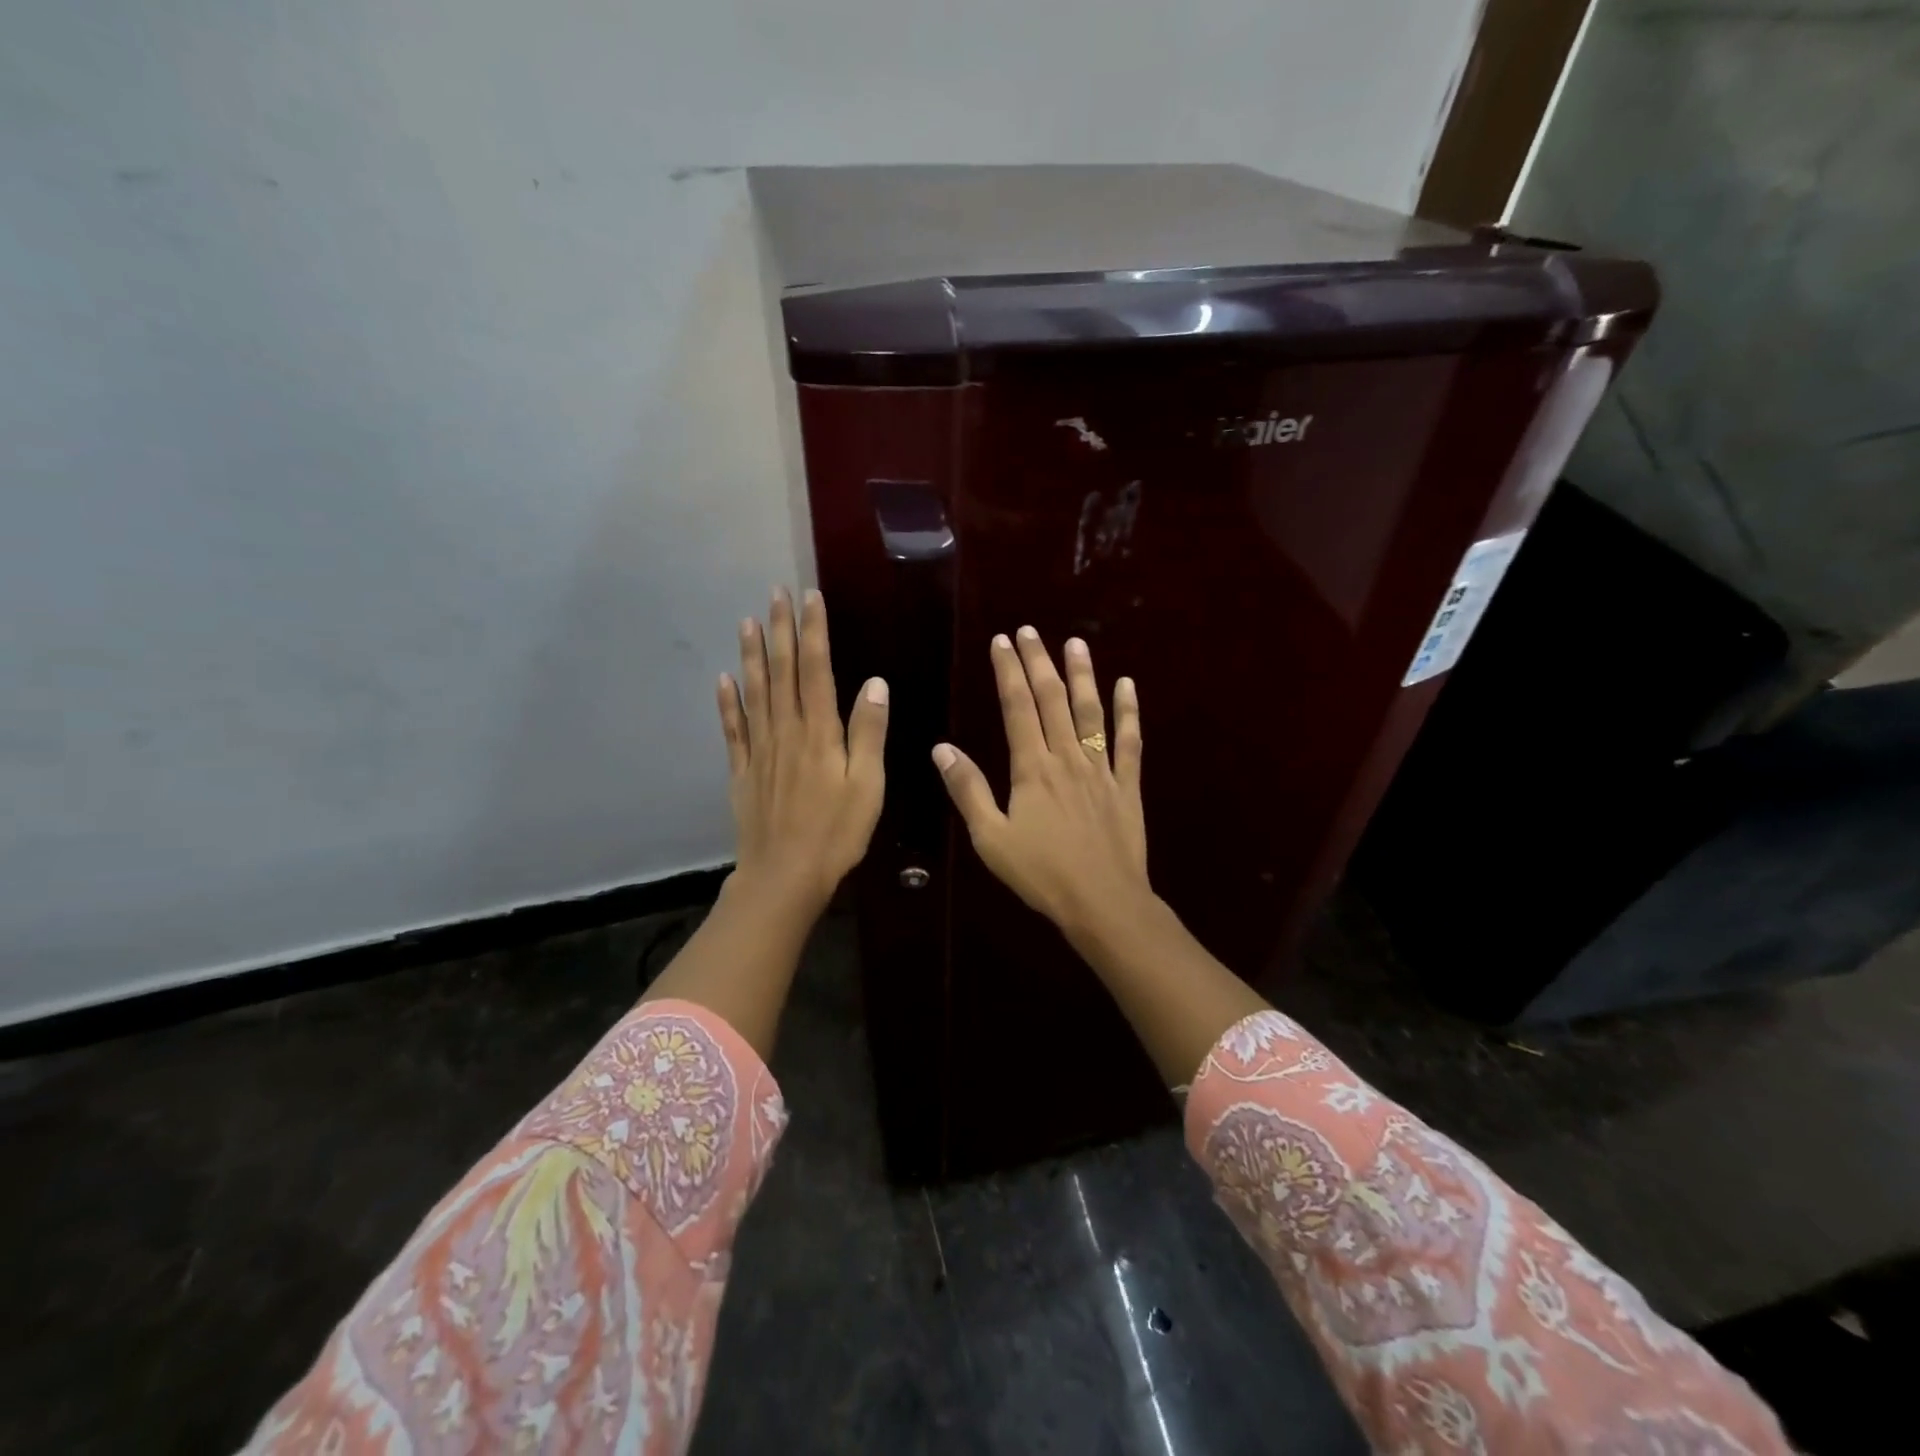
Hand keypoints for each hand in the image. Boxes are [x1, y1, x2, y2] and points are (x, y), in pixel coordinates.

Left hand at [717, 588, 887, 918]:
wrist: (784, 876)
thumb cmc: (836, 832)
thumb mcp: (868, 785)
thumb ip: (869, 733)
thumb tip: (875, 682)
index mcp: (819, 733)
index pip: (816, 670)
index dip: (813, 632)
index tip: (809, 597)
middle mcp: (786, 732)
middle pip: (782, 672)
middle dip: (780, 630)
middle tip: (774, 593)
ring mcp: (760, 750)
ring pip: (755, 692)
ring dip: (752, 656)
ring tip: (747, 622)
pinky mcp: (742, 772)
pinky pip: (733, 730)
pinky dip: (727, 703)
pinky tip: (723, 680)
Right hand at [932, 627, 1148, 940]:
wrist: (1103, 902)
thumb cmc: (1041, 874)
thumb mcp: (990, 838)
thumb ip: (967, 790)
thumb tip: (941, 748)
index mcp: (1032, 768)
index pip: (1018, 707)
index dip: (1009, 672)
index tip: (1002, 641)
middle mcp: (1067, 758)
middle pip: (1053, 700)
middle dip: (1039, 662)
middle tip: (1031, 630)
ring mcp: (1101, 770)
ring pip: (1091, 712)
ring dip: (1083, 675)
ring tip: (1076, 642)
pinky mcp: (1127, 786)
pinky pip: (1130, 742)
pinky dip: (1129, 712)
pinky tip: (1127, 685)